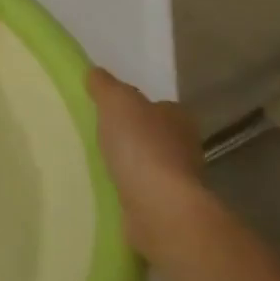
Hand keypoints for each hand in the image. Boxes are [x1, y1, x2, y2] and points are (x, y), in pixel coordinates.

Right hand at [87, 67, 205, 257]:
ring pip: (149, 165)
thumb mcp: (116, 102)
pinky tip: (107, 190)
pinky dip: (128, 190)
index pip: (157, 106)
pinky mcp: (167, 208)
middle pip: (154, 135)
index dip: (136, 107)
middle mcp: (185, 147)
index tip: (110, 112)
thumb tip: (94, 72)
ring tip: (97, 164)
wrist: (159, 208)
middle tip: (99, 137)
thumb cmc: (141, 147)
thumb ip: (105, 86)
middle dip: (132, 137)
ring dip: (129, 166)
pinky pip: (142, 192)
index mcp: (178, 118)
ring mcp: (178, 181)